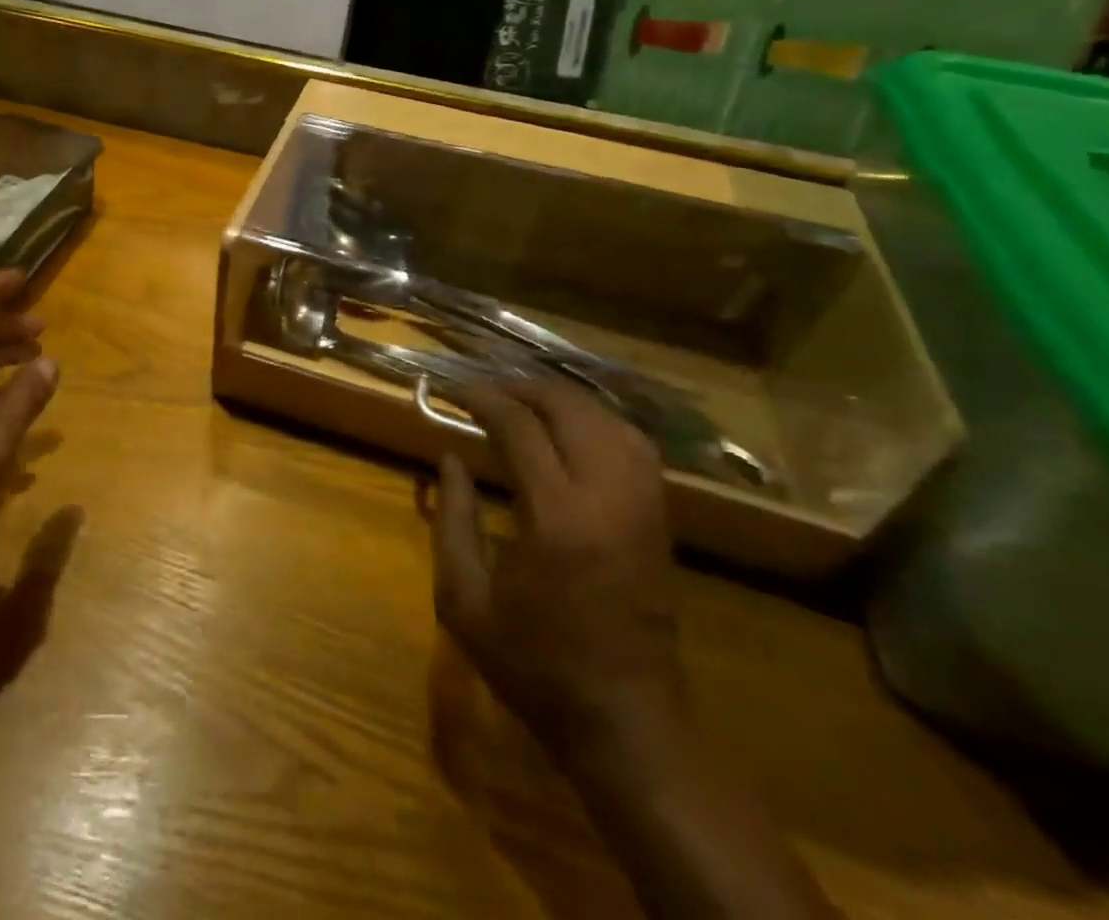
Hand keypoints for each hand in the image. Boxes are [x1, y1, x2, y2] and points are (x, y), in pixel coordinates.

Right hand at [431, 376, 685, 763]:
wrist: (625, 721)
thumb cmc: (534, 665)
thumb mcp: (464, 600)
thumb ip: (452, 519)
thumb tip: (449, 457)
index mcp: (556, 518)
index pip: (519, 427)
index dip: (483, 398)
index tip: (453, 390)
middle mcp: (607, 498)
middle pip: (570, 408)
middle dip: (522, 388)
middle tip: (485, 391)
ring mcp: (642, 505)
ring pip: (608, 419)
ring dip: (561, 399)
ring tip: (522, 400)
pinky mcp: (659, 518)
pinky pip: (634, 444)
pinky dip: (598, 420)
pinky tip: (571, 428)